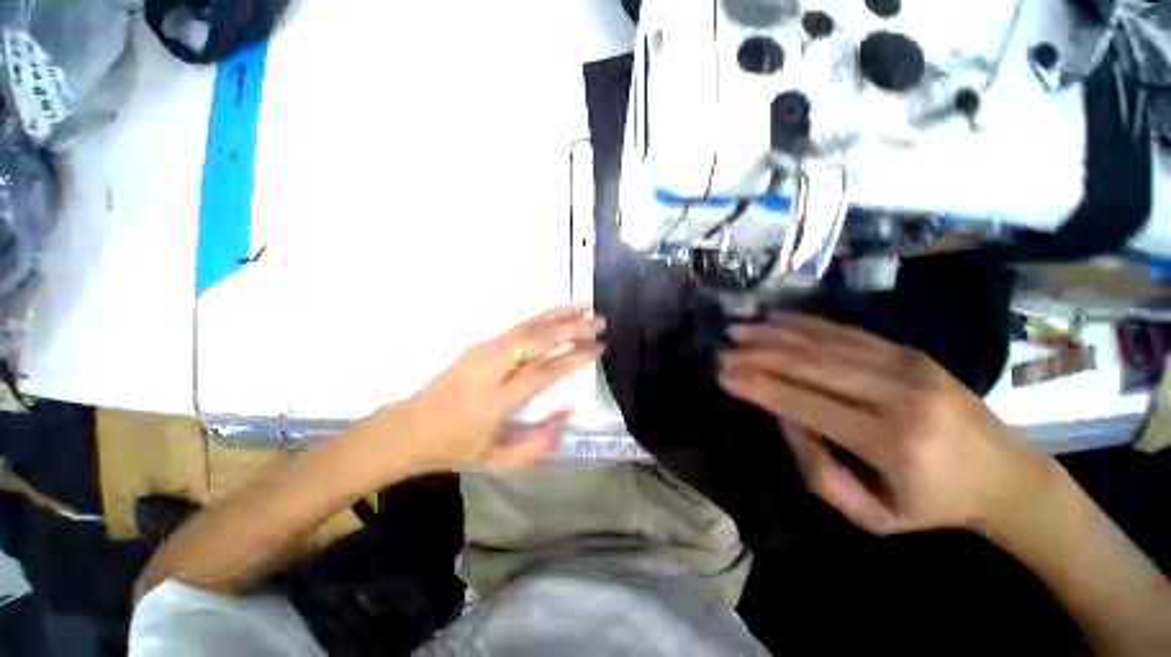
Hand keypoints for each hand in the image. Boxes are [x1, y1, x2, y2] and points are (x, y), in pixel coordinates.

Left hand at [351, 307, 604, 481]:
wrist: (409, 427)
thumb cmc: (456, 448)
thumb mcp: (497, 461)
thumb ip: (538, 443)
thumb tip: (569, 411)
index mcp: (495, 402)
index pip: (542, 372)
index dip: (573, 359)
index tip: (598, 348)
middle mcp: (490, 370)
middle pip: (535, 341)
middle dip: (571, 329)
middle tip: (599, 322)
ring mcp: (482, 352)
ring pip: (527, 328)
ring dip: (559, 316)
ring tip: (586, 309)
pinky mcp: (479, 344)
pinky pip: (517, 326)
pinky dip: (541, 316)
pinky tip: (559, 311)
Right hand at [719, 313, 1046, 535]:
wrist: (1006, 476)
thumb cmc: (931, 505)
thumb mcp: (871, 516)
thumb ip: (819, 472)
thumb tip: (784, 418)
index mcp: (892, 443)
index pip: (806, 404)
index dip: (760, 387)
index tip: (724, 375)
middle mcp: (900, 396)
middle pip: (812, 365)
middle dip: (760, 354)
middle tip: (724, 348)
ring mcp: (908, 366)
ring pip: (825, 342)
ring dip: (775, 333)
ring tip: (739, 327)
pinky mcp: (910, 351)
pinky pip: (847, 331)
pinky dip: (806, 322)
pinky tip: (777, 317)